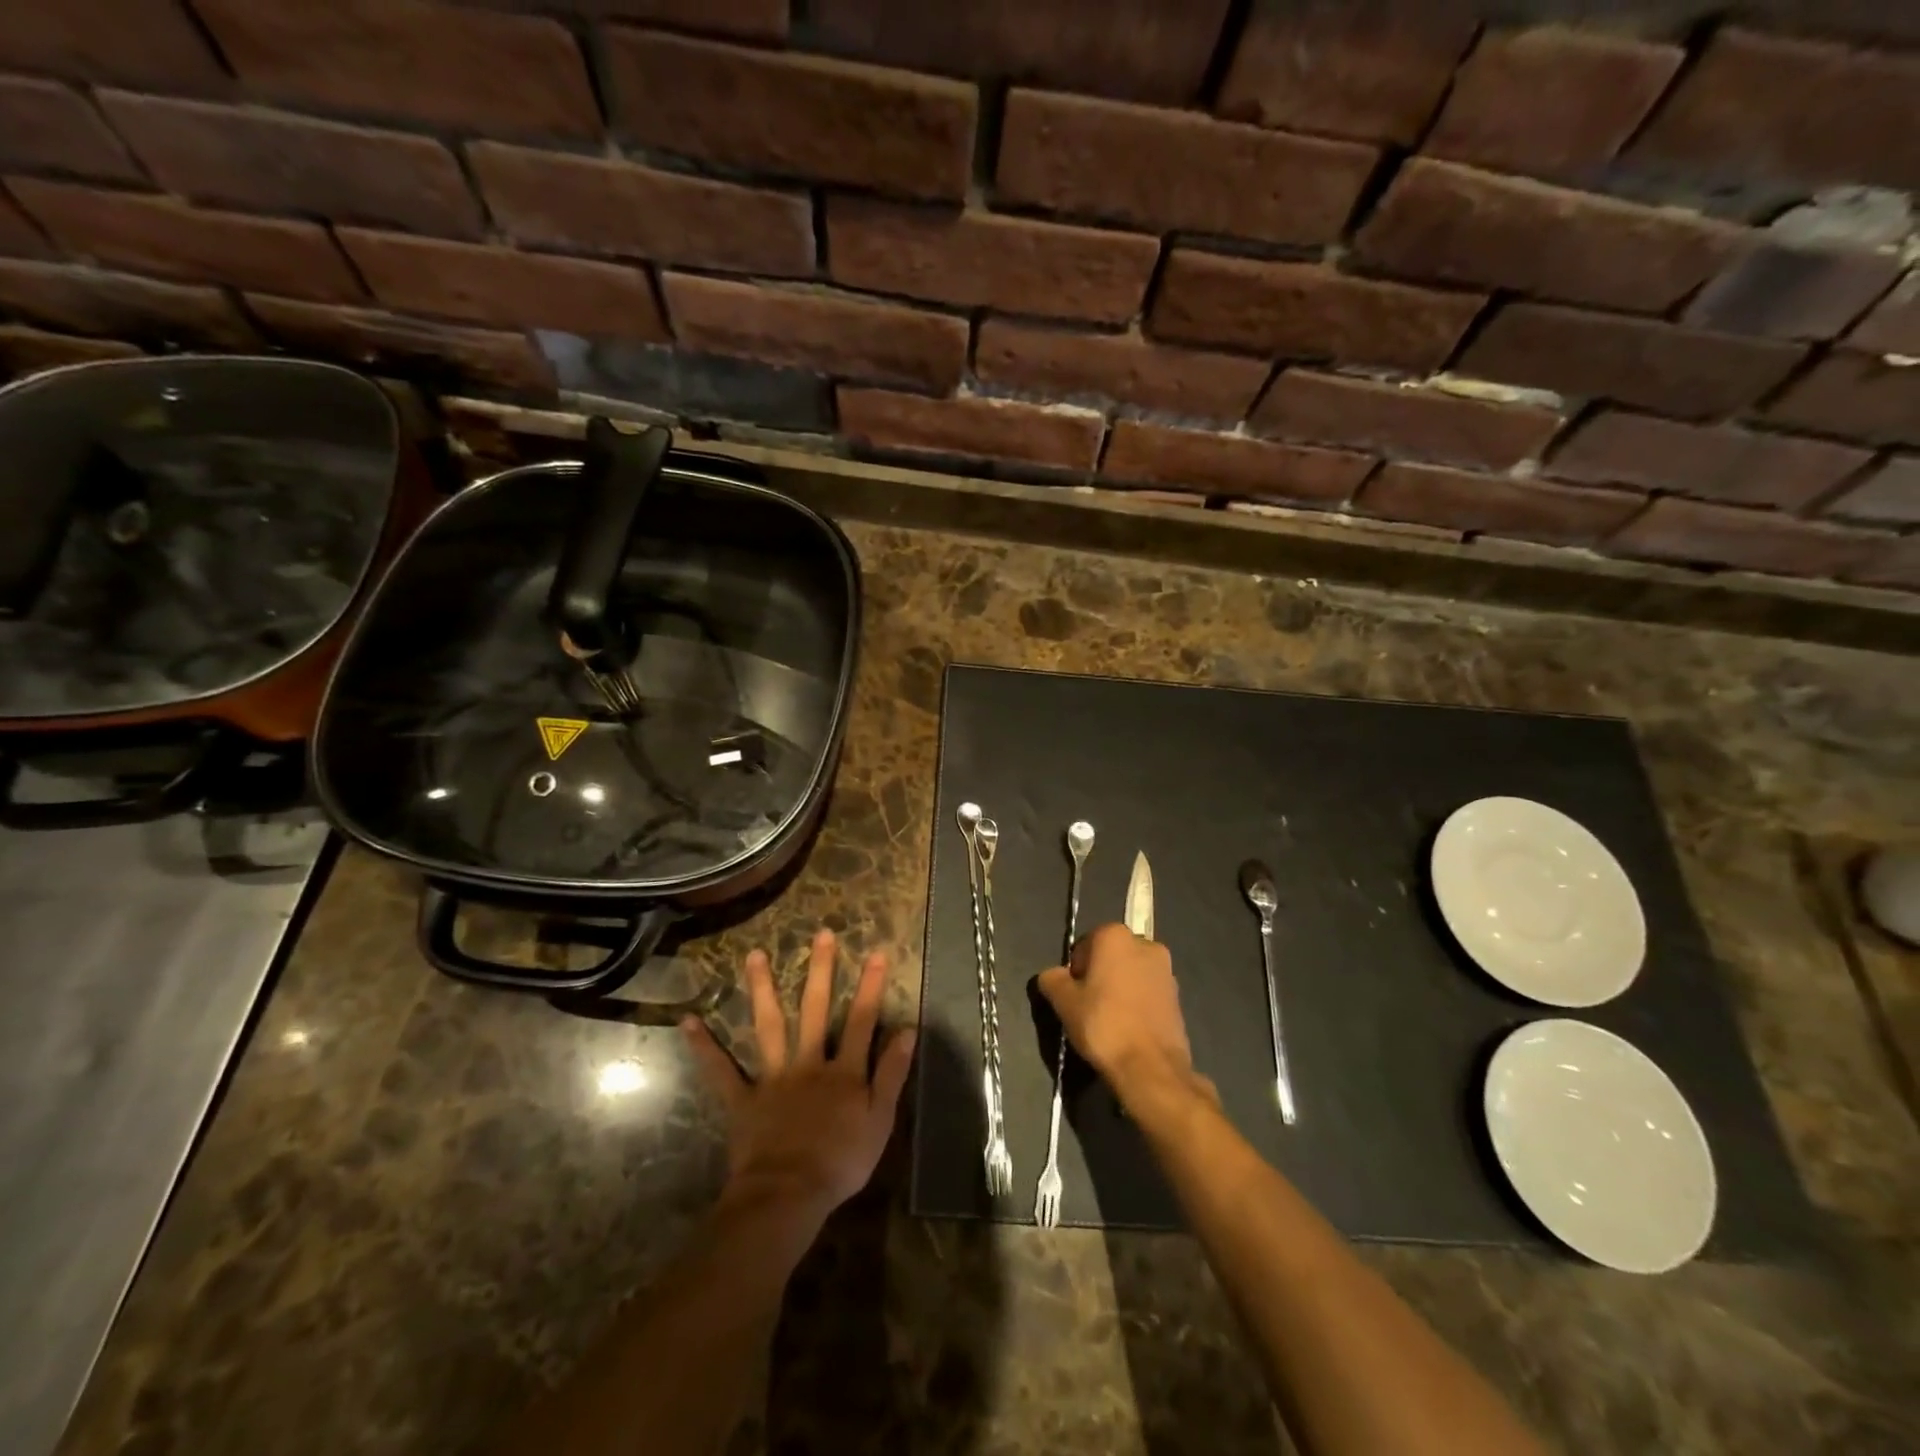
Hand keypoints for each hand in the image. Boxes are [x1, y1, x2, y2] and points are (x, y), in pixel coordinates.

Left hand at [682, 929, 915, 1231]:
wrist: (789, 1194)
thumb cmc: (841, 1161)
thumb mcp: (880, 1120)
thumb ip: (893, 1073)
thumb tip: (907, 1030)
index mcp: (844, 1070)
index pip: (861, 1020)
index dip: (870, 986)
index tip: (875, 951)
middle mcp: (808, 1063)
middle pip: (815, 1010)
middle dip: (820, 971)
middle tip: (820, 934)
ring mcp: (773, 1079)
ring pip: (769, 1027)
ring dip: (762, 989)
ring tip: (754, 955)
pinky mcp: (743, 1100)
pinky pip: (721, 1071)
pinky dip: (705, 1047)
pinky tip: (688, 1021)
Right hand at [1036, 923, 1212, 1108]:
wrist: (1151, 1067)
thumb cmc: (1103, 1025)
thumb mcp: (1064, 1002)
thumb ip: (1052, 980)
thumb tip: (1053, 975)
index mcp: (1115, 935)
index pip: (1084, 945)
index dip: (1075, 971)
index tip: (1074, 996)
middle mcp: (1145, 943)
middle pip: (1110, 956)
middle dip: (1099, 975)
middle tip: (1089, 1007)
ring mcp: (1166, 969)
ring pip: (1130, 973)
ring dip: (1119, 988)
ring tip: (1110, 1020)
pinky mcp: (1178, 995)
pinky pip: (1148, 991)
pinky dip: (1137, 1002)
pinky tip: (1129, 1027)